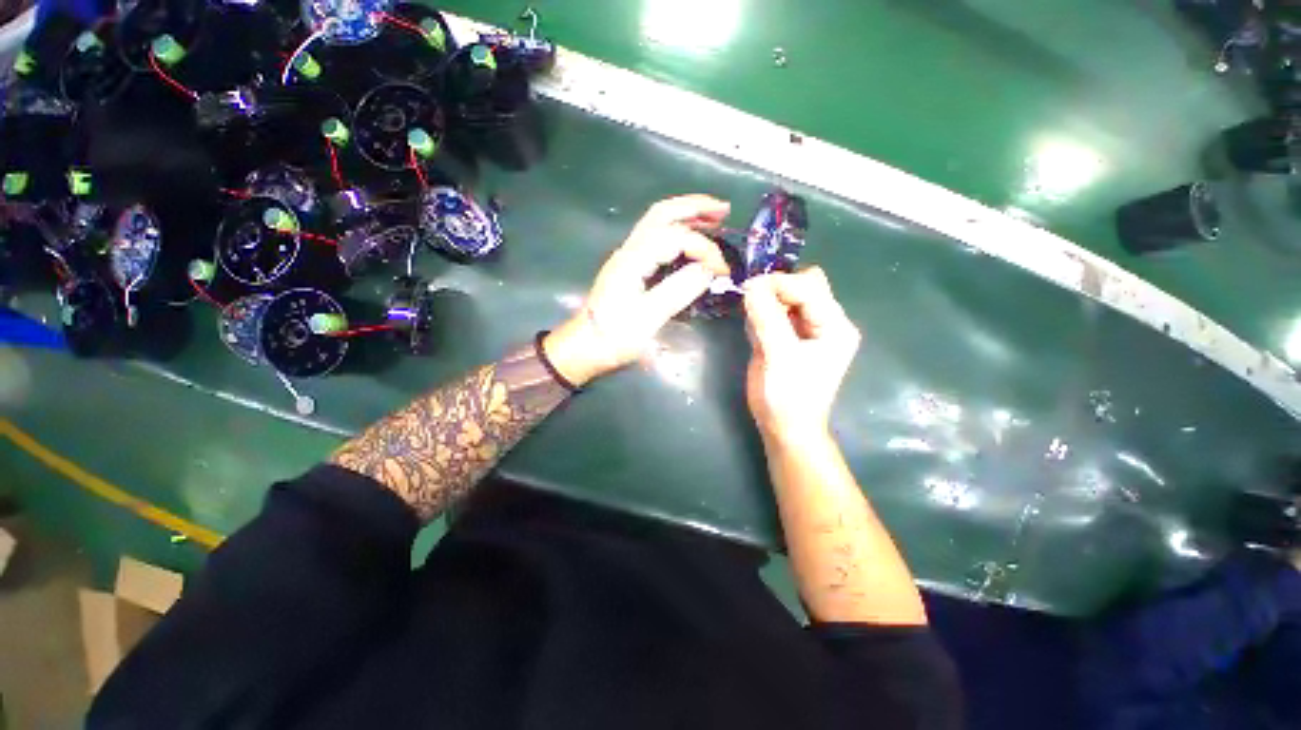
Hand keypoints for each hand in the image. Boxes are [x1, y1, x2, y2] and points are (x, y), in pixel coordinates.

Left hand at [545, 195, 730, 384]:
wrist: (583, 348)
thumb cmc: (613, 337)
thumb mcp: (647, 319)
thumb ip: (678, 291)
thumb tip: (708, 270)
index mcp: (633, 260)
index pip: (675, 237)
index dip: (704, 248)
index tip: (723, 270)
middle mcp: (629, 250)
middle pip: (662, 214)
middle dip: (694, 207)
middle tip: (724, 210)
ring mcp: (627, 257)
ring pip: (657, 223)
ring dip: (686, 216)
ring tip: (714, 219)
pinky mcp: (629, 268)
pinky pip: (655, 238)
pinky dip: (677, 232)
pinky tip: (690, 241)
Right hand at [742, 268, 860, 444]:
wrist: (784, 427)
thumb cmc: (789, 396)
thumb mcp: (780, 356)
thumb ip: (767, 318)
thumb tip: (751, 285)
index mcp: (834, 325)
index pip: (809, 286)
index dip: (779, 283)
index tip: (748, 288)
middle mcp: (823, 322)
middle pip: (801, 286)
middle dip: (774, 289)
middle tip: (750, 301)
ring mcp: (804, 329)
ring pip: (785, 298)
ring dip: (765, 302)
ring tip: (752, 321)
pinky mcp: (786, 337)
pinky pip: (773, 313)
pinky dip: (760, 315)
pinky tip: (753, 332)